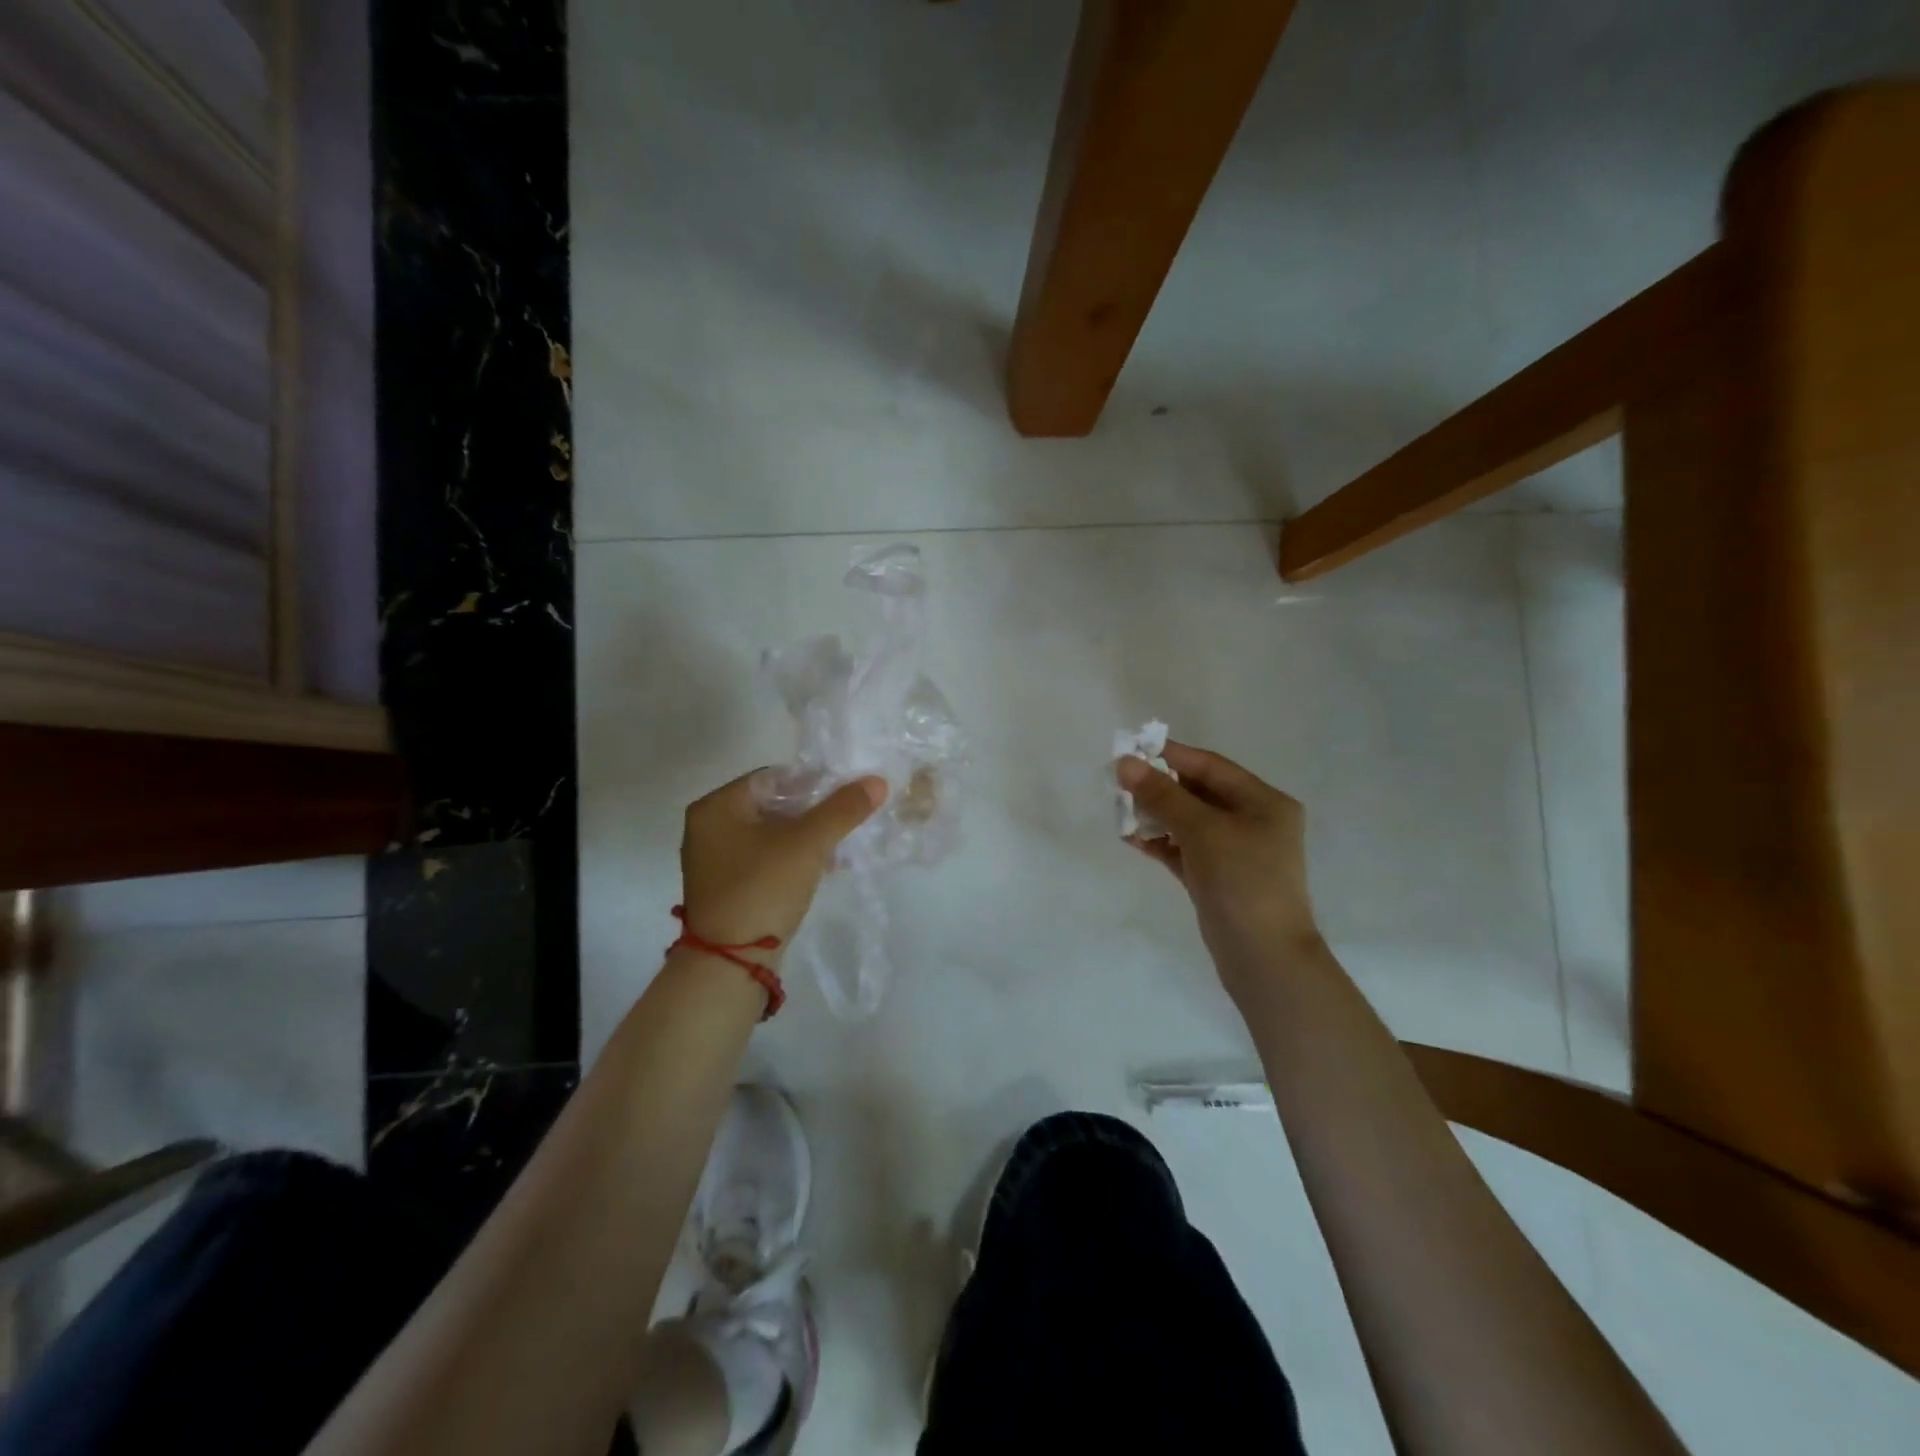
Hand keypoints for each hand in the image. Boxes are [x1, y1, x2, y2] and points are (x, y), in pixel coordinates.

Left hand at [680, 771, 887, 953]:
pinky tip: (825, 865)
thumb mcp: (808, 844)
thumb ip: (843, 809)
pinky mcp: (728, 888)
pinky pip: (766, 859)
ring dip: (807, 836)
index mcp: (716, 807)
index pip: (773, 777)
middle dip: (813, 810)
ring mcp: (716, 861)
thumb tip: (877, 781)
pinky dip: (794, 858)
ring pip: (772, 834)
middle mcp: (708, 828)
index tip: (847, 792)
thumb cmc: (763, 888)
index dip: (813, 781)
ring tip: (844, 841)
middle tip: (849, 816)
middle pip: (772, 805)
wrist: (731, 964)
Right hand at [1116, 743, 1320, 992]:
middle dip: (1158, 788)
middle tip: (1119, 783)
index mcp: (1263, 802)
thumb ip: (1162, 795)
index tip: (1131, 748)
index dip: (1171, 755)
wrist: (1264, 957)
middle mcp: (1252, 821)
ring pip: (1187, 822)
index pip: (1210, 766)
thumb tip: (1125, 762)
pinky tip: (1131, 839)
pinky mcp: (1216, 877)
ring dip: (1155, 815)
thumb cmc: (1242, 881)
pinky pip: (1183, 849)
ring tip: (1120, 812)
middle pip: (1197, 792)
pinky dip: (1160, 842)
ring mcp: (1235, 851)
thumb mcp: (1202, 830)